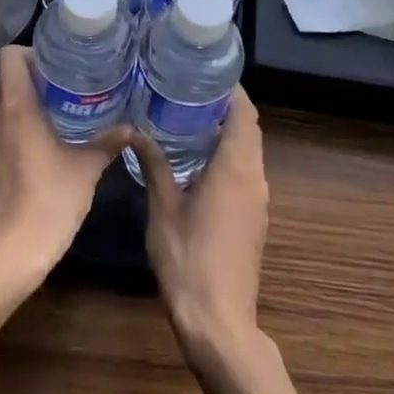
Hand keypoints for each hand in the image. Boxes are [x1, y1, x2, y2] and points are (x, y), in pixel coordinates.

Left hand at [0, 45, 126, 285]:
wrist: (7, 257)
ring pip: (0, 106)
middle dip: (32, 77)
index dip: (30, 52)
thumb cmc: (48, 203)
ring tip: (57, 113)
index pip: (8, 57)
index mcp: (16, 107)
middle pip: (4, 79)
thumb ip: (106, 144)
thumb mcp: (85, 170)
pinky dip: (15, 129)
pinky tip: (40, 147)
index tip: (56, 63)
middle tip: (64, 86)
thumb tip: (130, 129)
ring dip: (23, 104)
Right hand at [130, 88, 268, 360]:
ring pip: (249, 151)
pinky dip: (229, 154)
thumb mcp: (163, 209)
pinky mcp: (254, 218)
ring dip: (229, 131)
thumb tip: (136, 131)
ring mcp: (258, 200)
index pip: (244, 113)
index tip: (206, 71)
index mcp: (235, 168)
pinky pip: (246, 171)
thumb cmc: (188, 260)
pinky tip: (199, 158)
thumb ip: (154, 165)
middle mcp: (254, 177)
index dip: (232, 90)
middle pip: (249, 129)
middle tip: (191, 89)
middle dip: (227, 106)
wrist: (219, 322)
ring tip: (191, 116)